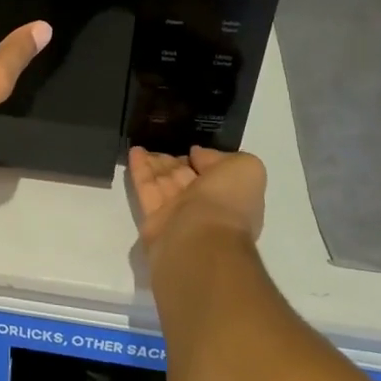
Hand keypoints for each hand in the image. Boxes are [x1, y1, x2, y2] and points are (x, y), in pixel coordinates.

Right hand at [128, 146, 266, 253]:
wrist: (200, 241)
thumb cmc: (227, 202)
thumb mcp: (245, 168)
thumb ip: (222, 156)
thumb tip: (198, 155)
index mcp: (230, 196)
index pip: (214, 172)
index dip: (203, 158)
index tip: (189, 145)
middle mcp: (205, 207)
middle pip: (186, 177)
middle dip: (174, 161)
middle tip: (160, 140)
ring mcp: (179, 215)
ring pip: (164, 182)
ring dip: (154, 163)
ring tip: (143, 144)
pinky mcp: (154, 221)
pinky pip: (147, 189)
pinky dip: (140, 170)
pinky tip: (134, 151)